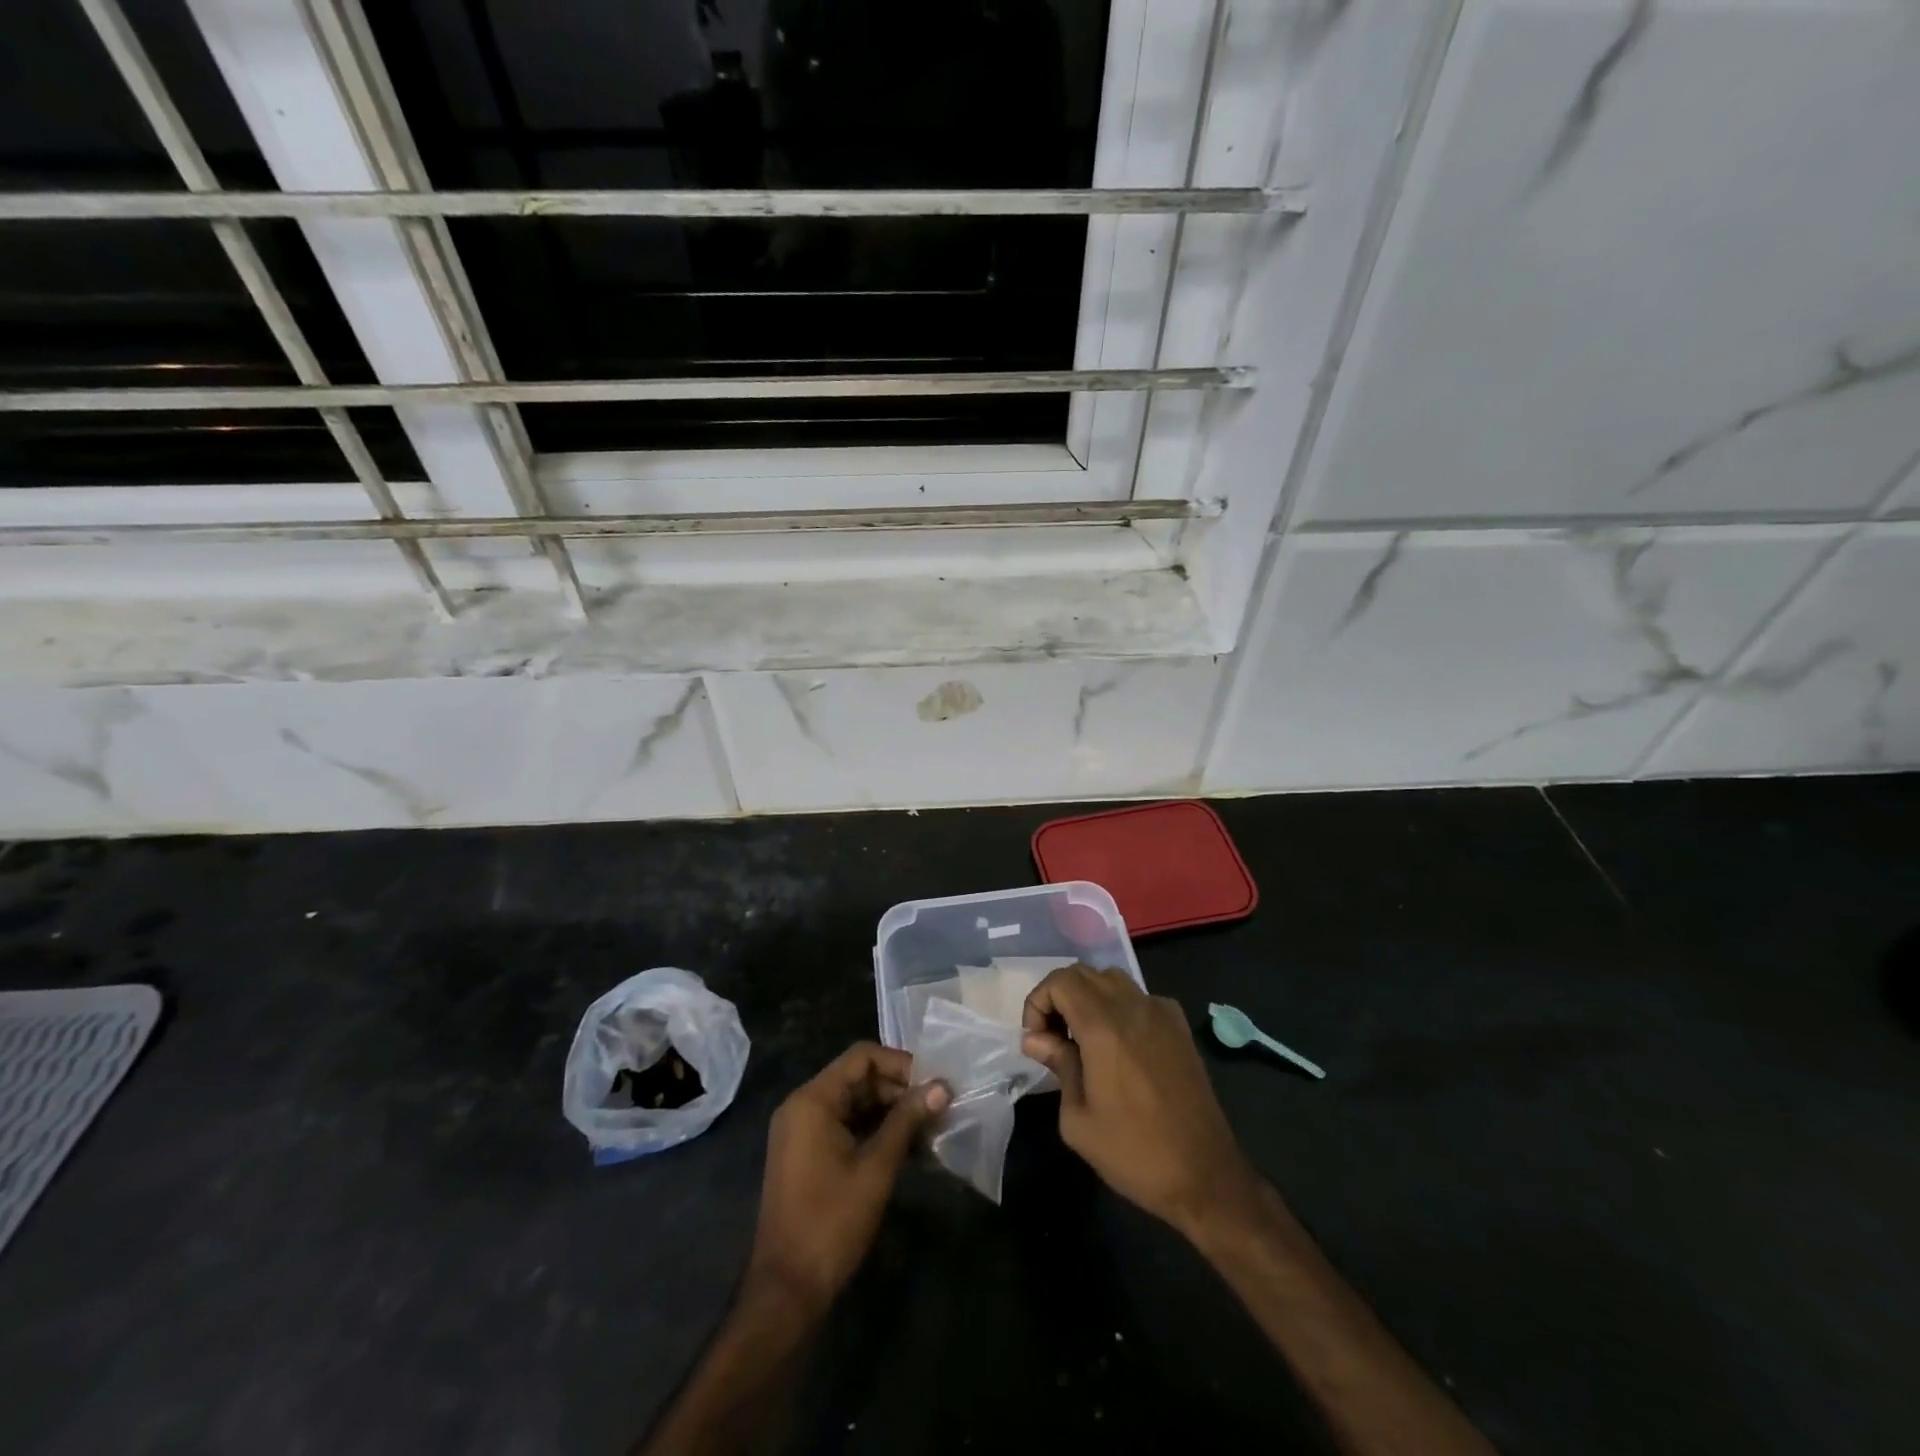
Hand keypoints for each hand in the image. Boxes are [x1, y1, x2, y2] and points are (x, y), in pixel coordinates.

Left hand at [745, 1043, 949, 1314]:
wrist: (786, 1291)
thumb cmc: (830, 1223)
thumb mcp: (875, 1168)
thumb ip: (907, 1121)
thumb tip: (943, 1087)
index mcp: (812, 1100)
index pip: (862, 1057)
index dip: (901, 1064)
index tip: (934, 1084)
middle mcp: (804, 1106)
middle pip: (860, 1079)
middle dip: (900, 1090)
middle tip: (940, 1109)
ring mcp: (804, 1132)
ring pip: (856, 1104)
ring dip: (893, 1113)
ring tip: (931, 1129)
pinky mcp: (809, 1154)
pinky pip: (847, 1126)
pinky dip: (876, 1131)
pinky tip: (910, 1148)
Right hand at [1023, 966, 1253, 1238]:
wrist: (1205, 1175)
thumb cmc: (1133, 1152)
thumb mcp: (1077, 1119)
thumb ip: (1057, 1065)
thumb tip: (1037, 1039)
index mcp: (1103, 1026)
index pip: (1060, 981)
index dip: (1038, 1003)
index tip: (1037, 1041)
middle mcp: (1133, 1006)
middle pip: (1084, 973)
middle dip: (1059, 998)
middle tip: (1053, 1040)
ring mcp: (1161, 1012)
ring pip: (1112, 980)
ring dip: (1088, 998)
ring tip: (1083, 1040)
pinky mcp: (1179, 1026)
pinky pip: (1139, 998)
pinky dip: (1118, 1008)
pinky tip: (1120, 1047)